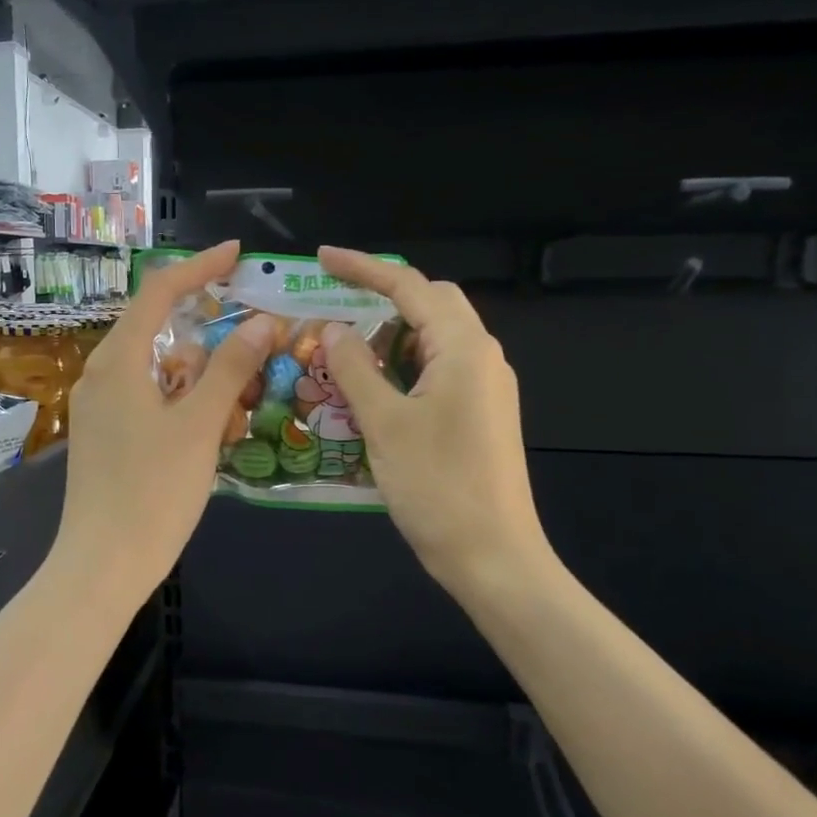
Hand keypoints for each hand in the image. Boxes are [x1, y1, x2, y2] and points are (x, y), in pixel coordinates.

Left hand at [55, 241, 272, 594]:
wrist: (102, 566)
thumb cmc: (153, 492)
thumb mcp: (200, 426)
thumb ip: (230, 368)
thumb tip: (259, 322)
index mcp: (119, 361)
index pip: (159, 292)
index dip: (199, 267)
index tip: (236, 254)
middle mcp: (103, 375)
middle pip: (161, 331)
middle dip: (209, 335)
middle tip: (254, 347)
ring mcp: (101, 407)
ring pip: (160, 370)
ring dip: (201, 377)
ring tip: (240, 405)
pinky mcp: (107, 435)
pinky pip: (151, 400)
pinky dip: (183, 403)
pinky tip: (211, 430)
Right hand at [318, 247, 553, 596]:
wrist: (495, 557)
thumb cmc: (438, 488)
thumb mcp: (385, 424)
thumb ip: (356, 369)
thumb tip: (334, 329)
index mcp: (463, 349)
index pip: (410, 287)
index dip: (364, 267)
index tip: (322, 259)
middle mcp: (482, 357)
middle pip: (431, 304)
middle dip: (382, 295)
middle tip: (333, 303)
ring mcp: (485, 387)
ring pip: (434, 338)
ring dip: (390, 334)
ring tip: (343, 347)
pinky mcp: (481, 413)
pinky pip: (438, 369)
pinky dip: (403, 365)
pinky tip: (372, 386)